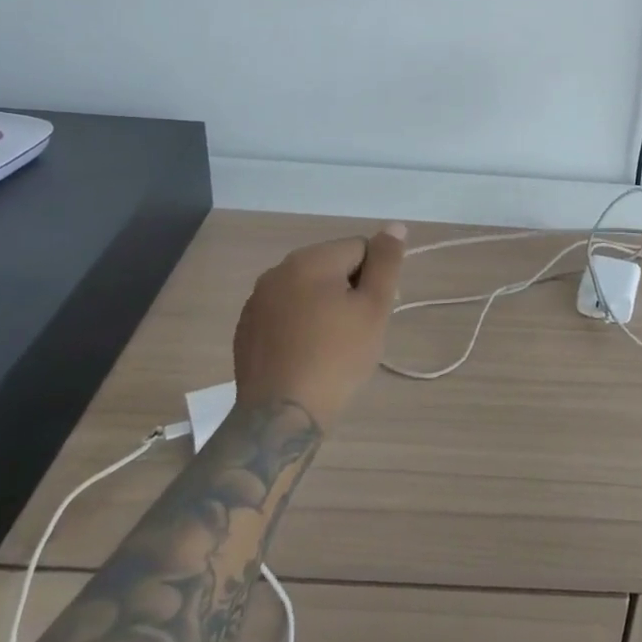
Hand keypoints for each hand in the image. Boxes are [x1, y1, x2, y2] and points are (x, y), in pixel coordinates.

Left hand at [233, 224, 407, 429]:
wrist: (281, 415)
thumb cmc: (337, 358)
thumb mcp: (374, 308)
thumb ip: (386, 262)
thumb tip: (395, 225)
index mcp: (310, 259)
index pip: (360, 248)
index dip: (375, 279)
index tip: (374, 313)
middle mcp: (278, 270)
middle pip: (331, 266)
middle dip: (349, 291)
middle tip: (357, 332)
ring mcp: (257, 299)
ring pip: (307, 289)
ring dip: (324, 306)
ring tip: (331, 346)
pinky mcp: (246, 327)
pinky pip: (284, 312)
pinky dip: (299, 324)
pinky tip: (305, 355)